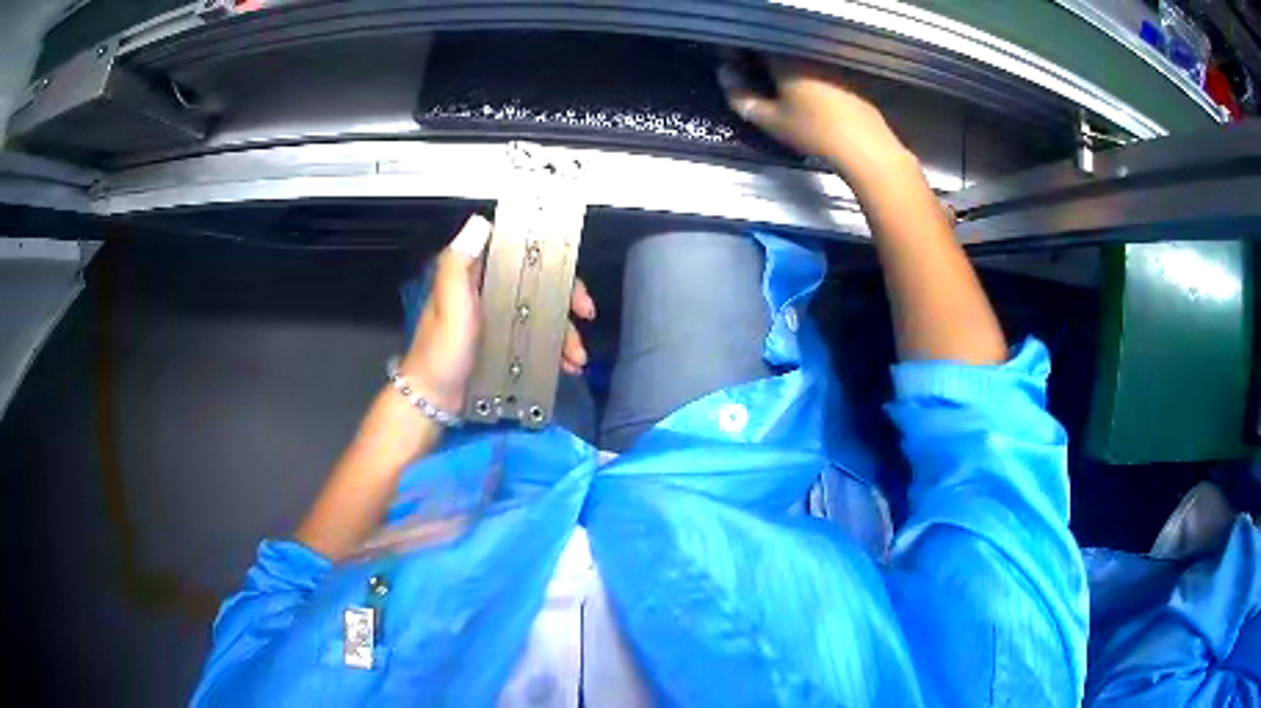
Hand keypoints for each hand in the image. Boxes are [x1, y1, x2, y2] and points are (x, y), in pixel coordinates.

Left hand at [400, 214, 596, 413]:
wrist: (433, 401)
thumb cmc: (441, 351)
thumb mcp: (449, 304)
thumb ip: (458, 264)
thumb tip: (480, 222)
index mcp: (476, 277)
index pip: (519, 255)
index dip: (549, 259)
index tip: (569, 276)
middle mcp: (490, 294)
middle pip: (539, 285)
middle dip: (567, 301)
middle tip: (585, 316)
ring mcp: (500, 322)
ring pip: (543, 315)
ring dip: (565, 333)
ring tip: (575, 358)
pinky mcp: (506, 346)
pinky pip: (538, 341)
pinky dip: (555, 352)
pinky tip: (566, 367)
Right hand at [720, 57, 913, 180]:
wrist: (864, 146)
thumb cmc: (812, 130)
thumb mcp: (770, 120)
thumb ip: (743, 98)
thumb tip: (726, 78)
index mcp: (786, 61)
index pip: (757, 47)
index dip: (742, 55)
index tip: (735, 69)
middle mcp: (809, 58)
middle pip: (781, 54)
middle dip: (766, 64)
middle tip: (756, 83)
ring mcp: (832, 68)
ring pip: (803, 64)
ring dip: (790, 73)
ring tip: (782, 94)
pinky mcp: (850, 82)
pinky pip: (821, 74)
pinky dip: (811, 82)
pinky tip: (810, 103)